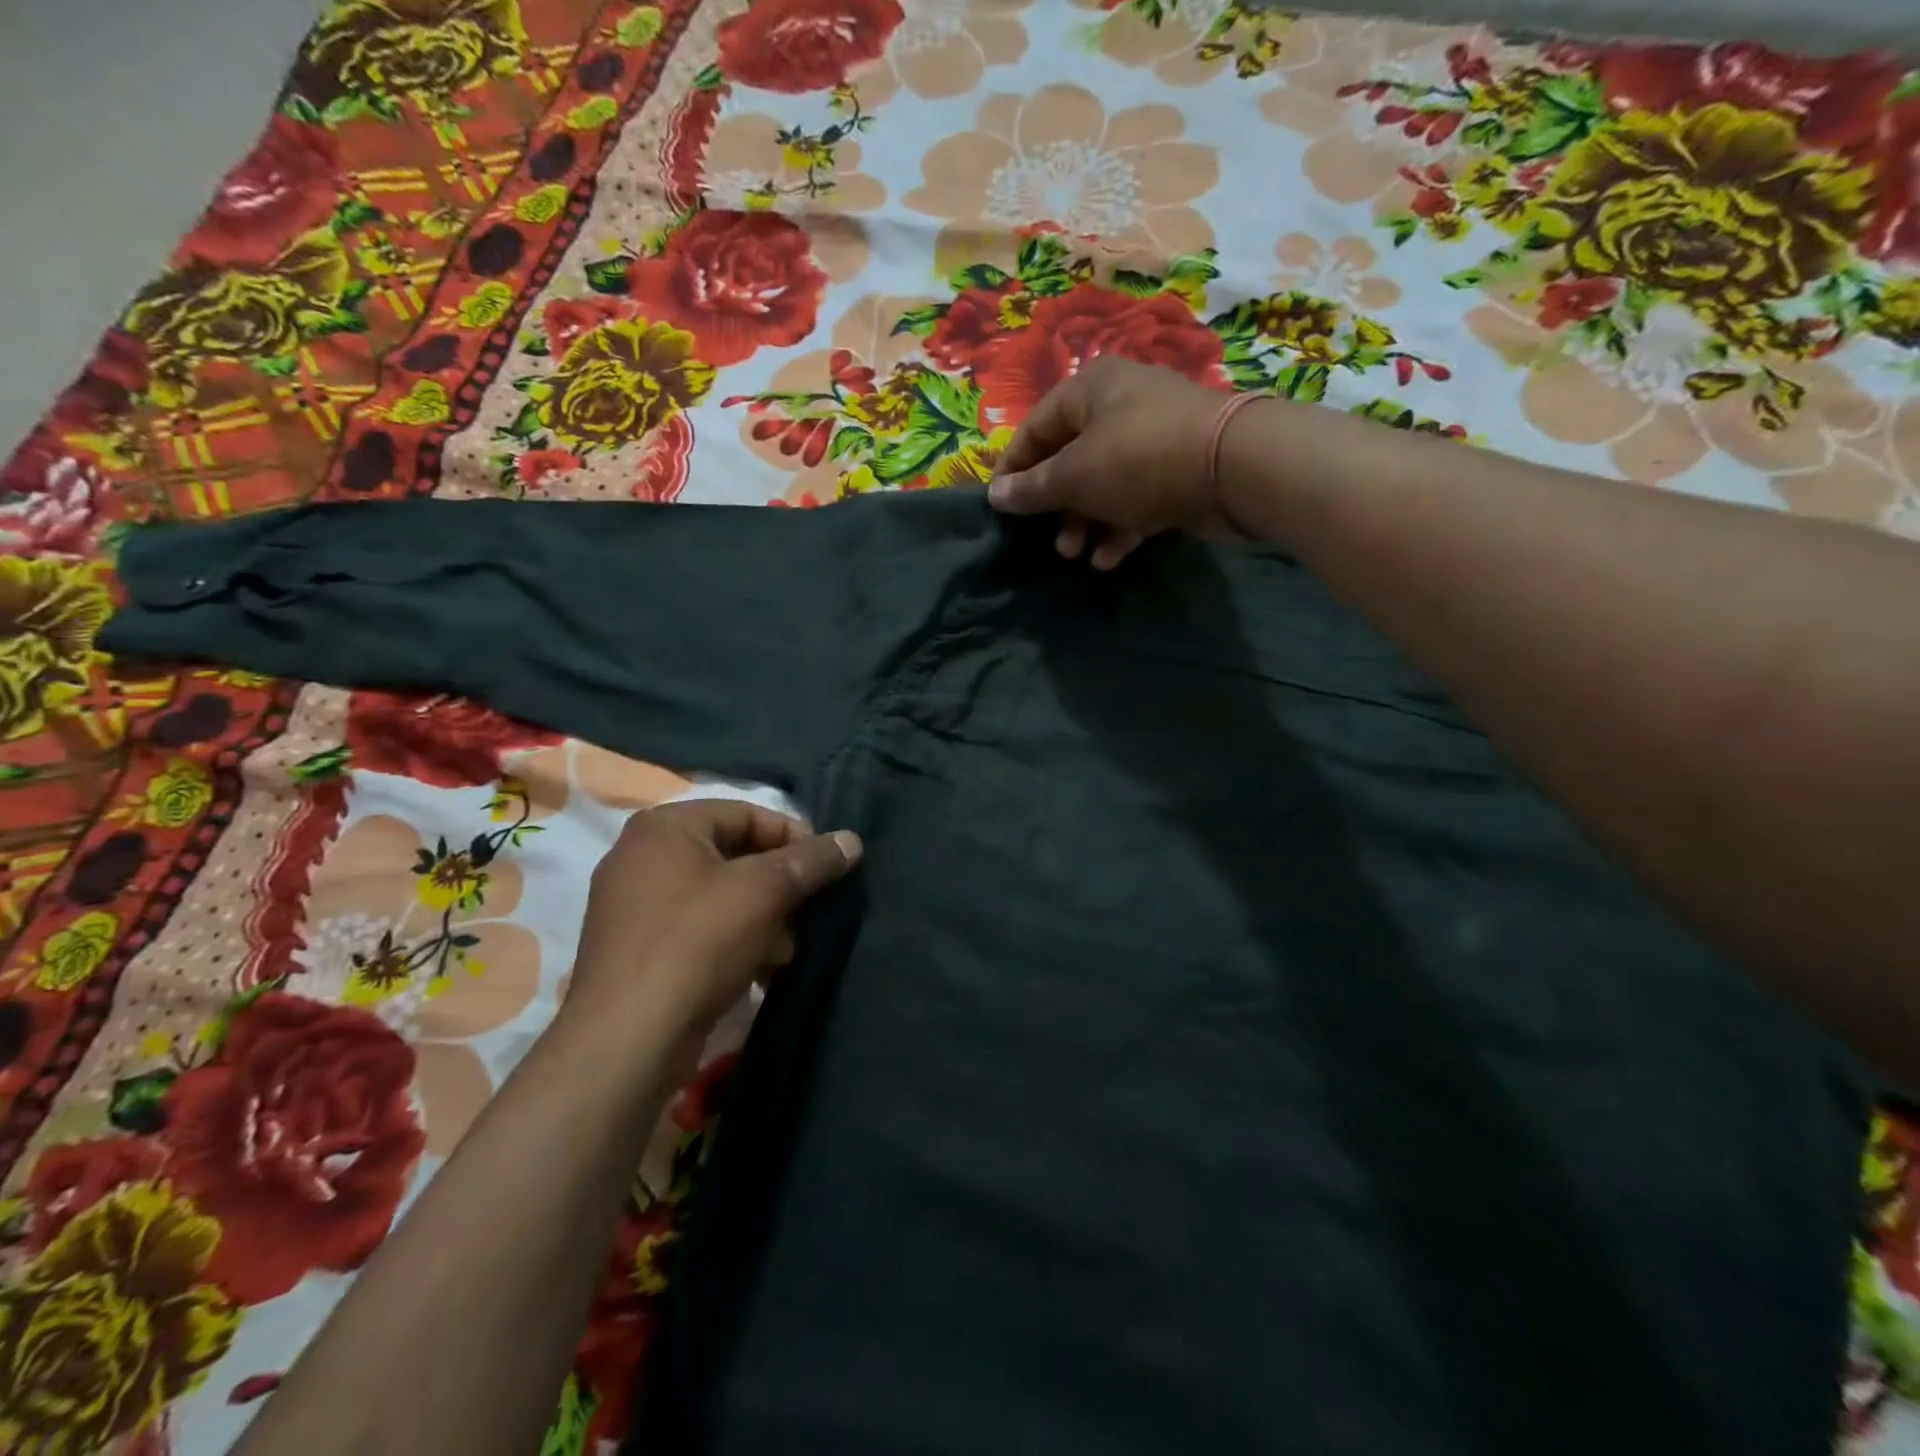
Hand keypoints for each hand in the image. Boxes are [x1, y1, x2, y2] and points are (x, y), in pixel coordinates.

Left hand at [568, 798, 860, 1037]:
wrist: (628, 1039)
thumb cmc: (697, 943)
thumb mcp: (765, 892)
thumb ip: (812, 861)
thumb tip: (852, 840)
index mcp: (665, 826)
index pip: (747, 814)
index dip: (794, 838)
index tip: (827, 870)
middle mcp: (643, 856)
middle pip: (734, 855)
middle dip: (780, 884)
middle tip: (810, 911)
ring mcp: (634, 904)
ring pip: (720, 895)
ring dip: (763, 917)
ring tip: (787, 949)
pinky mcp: (638, 948)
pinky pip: (699, 928)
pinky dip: (734, 940)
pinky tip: (761, 969)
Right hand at [988, 358, 1259, 568]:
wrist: (1233, 468)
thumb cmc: (1138, 460)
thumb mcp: (1074, 475)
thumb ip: (1032, 488)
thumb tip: (996, 496)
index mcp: (1090, 390)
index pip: (1035, 428)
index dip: (1013, 469)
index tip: (1000, 508)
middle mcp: (1120, 407)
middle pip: (1070, 459)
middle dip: (1055, 506)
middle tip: (1049, 540)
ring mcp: (1152, 439)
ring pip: (1103, 484)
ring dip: (1084, 522)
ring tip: (1075, 554)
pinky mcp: (1176, 471)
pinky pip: (1135, 500)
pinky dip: (1119, 527)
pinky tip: (1109, 558)